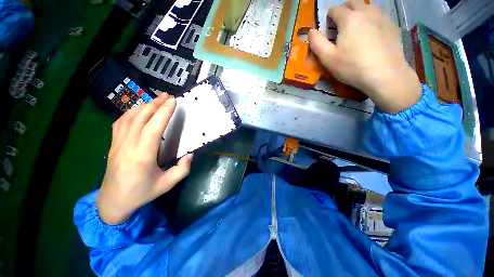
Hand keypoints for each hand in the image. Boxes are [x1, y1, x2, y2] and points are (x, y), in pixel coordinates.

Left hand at [97, 94, 192, 224]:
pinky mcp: (113, 144)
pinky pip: (120, 122)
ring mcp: (117, 143)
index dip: (163, 112)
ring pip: (129, 117)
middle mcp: (128, 146)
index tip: (173, 102)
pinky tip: (139, 109)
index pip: (153, 128)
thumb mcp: (167, 184)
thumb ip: (182, 169)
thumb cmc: (142, 192)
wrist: (113, 201)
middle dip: (155, 104)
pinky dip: (131, 112)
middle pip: (141, 118)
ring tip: (156, 99)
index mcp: (142, 156)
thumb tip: (190, 153)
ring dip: (144, 105)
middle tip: (167, 96)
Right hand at [308, 0, 421, 113]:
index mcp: (349, 18)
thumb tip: (310, 31)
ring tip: (355, 31)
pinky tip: (370, 35)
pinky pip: (378, 16)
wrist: (385, 75)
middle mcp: (366, 11)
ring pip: (366, 7)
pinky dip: (370, 20)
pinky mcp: (391, 26)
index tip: (328, 30)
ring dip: (358, 14)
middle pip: (352, 3)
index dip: (328, 18)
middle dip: (343, 11)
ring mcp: (381, 17)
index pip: (335, 10)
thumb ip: (316, 43)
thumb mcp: (327, 58)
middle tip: (340, 28)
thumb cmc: (352, 67)